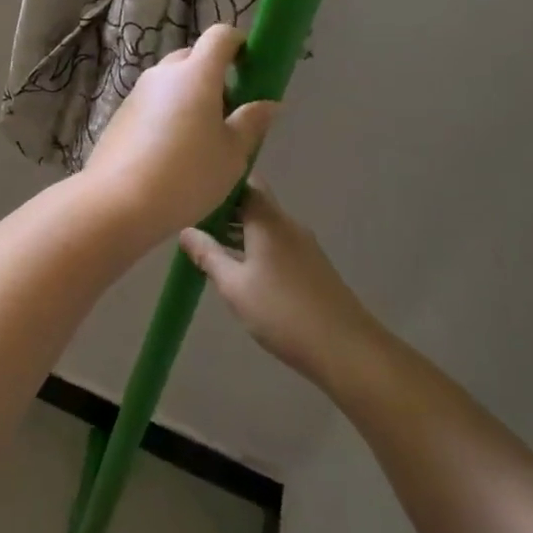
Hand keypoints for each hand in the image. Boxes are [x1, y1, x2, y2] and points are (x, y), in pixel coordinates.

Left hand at [79, 24, 277, 238]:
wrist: (118, 201)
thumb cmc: (187, 175)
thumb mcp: (232, 154)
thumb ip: (251, 122)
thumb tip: (268, 103)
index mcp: (196, 74)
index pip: (220, 35)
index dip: (239, 44)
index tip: (251, 68)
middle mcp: (163, 73)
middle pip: (193, 57)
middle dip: (215, 75)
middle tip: (229, 113)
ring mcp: (137, 92)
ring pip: (171, 81)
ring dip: (190, 96)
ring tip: (203, 139)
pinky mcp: (121, 113)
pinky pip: (153, 102)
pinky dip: (168, 113)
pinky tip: (173, 152)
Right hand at [181, 182, 390, 391]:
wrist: (346, 349)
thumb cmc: (282, 311)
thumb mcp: (234, 285)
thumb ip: (208, 255)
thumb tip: (185, 231)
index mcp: (268, 220)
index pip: (242, 183)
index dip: (217, 183)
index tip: (193, 195)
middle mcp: (287, 224)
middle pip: (253, 202)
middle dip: (224, 209)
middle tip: (193, 222)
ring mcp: (303, 245)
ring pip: (264, 225)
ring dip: (238, 230)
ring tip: (209, 246)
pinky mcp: (311, 266)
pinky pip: (276, 243)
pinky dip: (254, 247)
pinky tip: (239, 269)